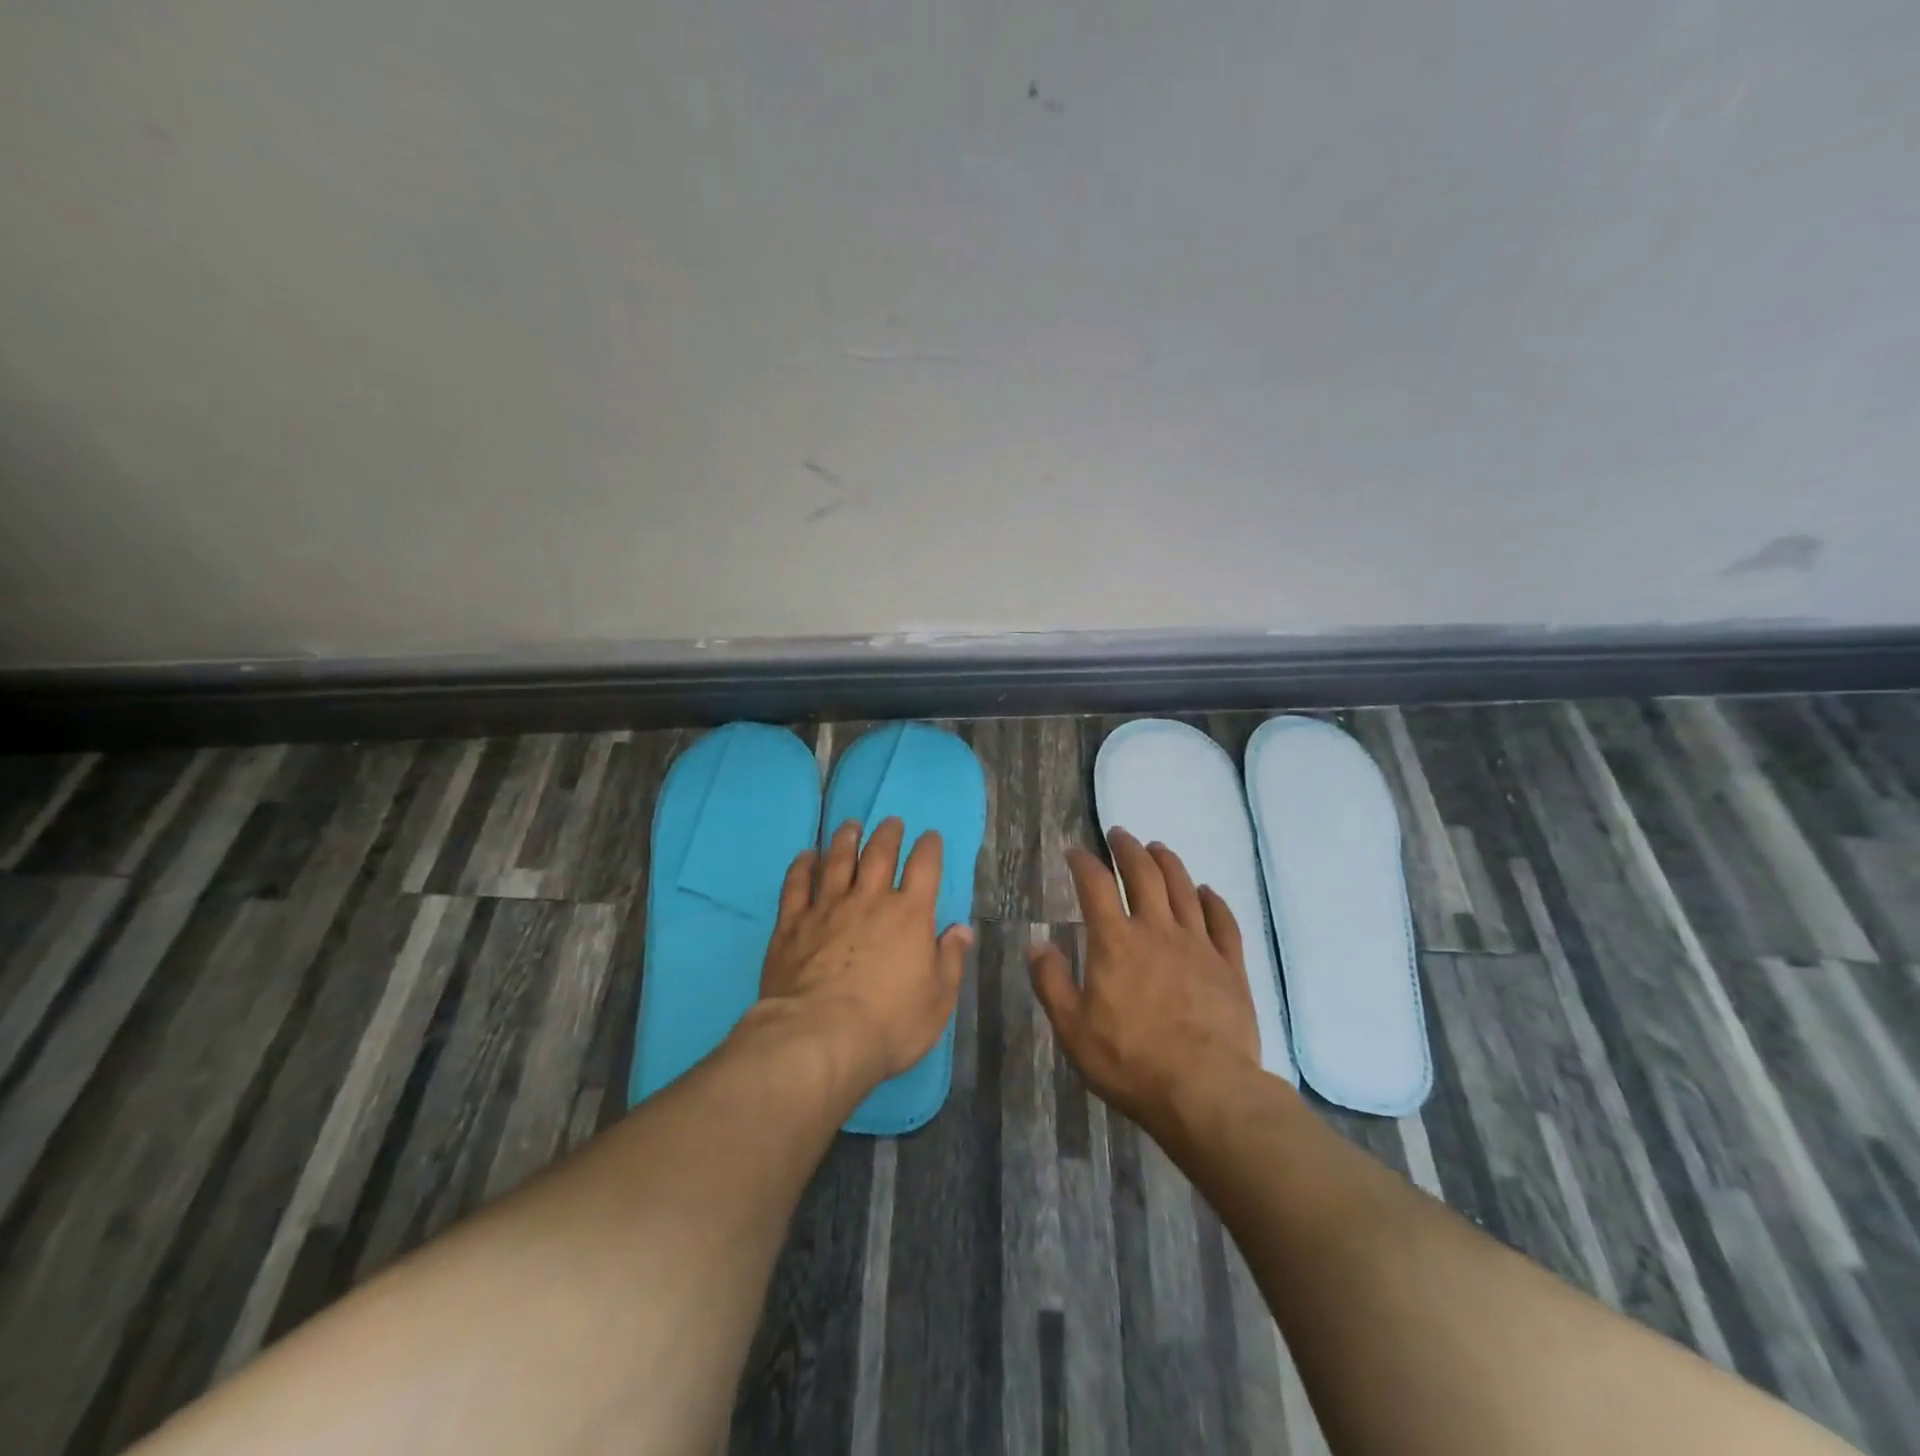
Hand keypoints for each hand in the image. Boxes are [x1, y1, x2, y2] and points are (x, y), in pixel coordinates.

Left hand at [757, 817, 973, 1090]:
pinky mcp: (792, 924)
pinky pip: (796, 885)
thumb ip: (951, 960)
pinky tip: (805, 856)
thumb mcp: (938, 1000)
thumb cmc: (890, 1023)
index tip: (930, 836)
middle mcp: (869, 900)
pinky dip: (802, 866)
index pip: (924, 867)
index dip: (929, 847)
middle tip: (891, 822)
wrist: (820, 1037)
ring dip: (846, 839)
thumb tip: (961, 929)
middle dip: (888, 833)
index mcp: (909, 914)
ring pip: (837, 861)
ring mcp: (827, 908)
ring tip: (850, 825)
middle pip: (879, 853)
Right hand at [1029, 829, 1261, 1133]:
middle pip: (1144, 875)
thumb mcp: (1072, 1028)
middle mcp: (1157, 930)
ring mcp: (1198, 945)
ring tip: (1158, 849)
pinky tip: (1206, 891)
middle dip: (1128, 849)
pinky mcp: (1230, 966)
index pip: (1095, 885)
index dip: (1083, 862)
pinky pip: (1223, 921)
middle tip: (1120, 834)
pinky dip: (1213, 901)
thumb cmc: (1129, 1061)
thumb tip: (1036, 944)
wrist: (1205, 1090)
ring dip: (1168, 863)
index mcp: (1115, 942)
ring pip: (1184, 889)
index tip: (1075, 851)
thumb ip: (1051, 982)